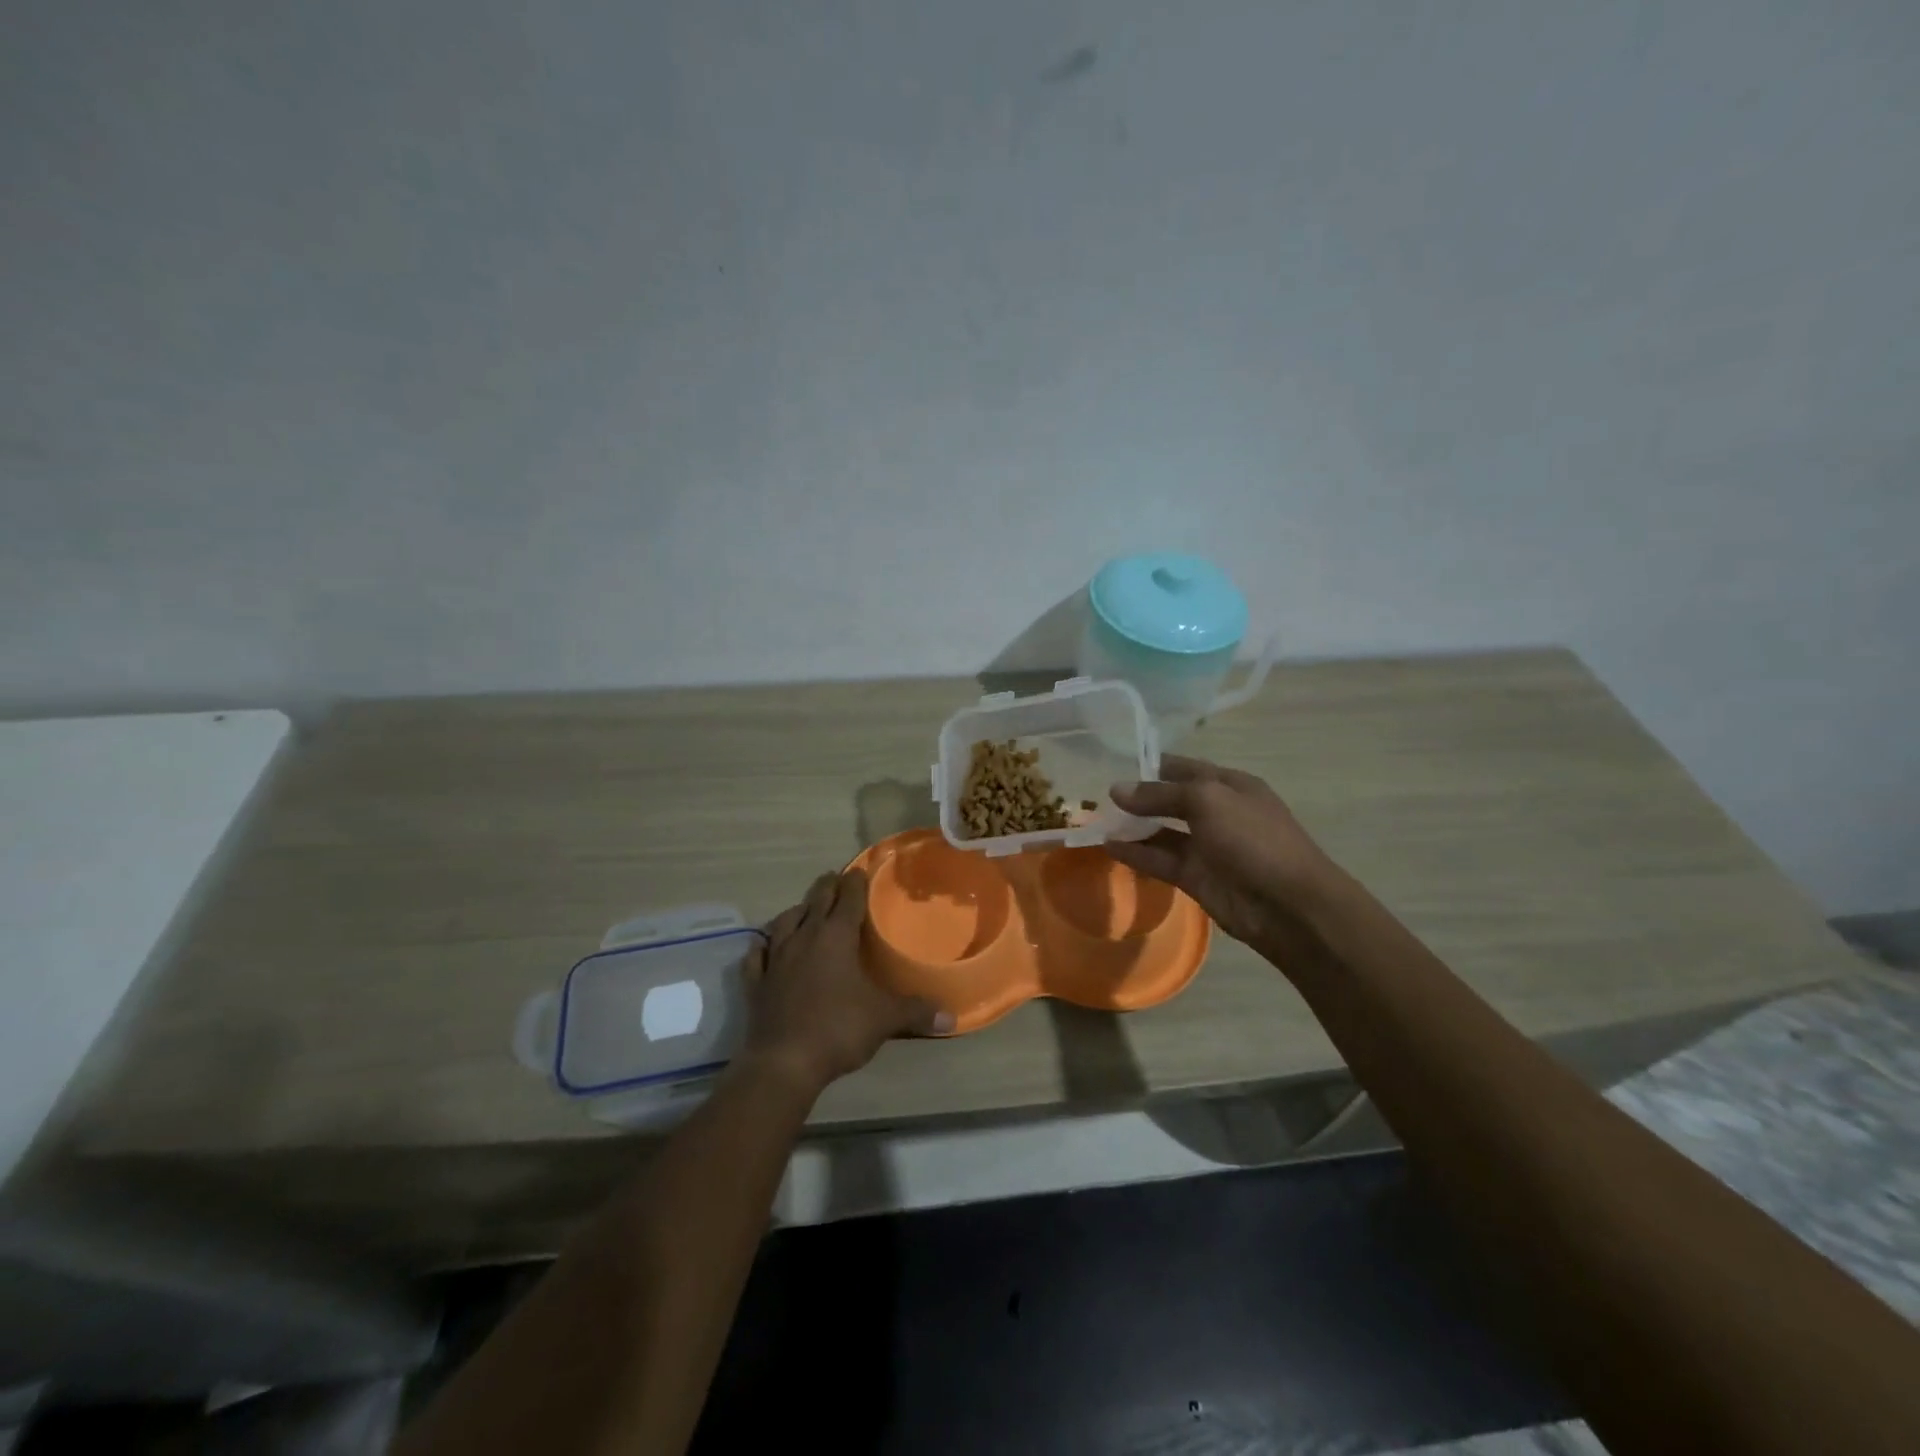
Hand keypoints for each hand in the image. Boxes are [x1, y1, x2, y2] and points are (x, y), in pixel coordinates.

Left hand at [740, 869, 951, 1095]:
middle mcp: (804, 937)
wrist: (784, 1062)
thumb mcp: (885, 1019)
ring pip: (785, 921)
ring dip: (798, 910)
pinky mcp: (756, 982)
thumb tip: (951, 1017)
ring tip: (805, 908)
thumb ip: (916, 1012)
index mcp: (836, 936)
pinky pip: (758, 955)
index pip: (848, 897)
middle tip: (836, 878)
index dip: (856, 882)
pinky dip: (763, 945)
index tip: (861, 870)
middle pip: (816, 900)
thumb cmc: (838, 1029)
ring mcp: (776, 958)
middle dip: (828, 886)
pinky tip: (763, 945)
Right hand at [1107, 755, 1336, 955]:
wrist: (1289, 905)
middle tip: (1096, 795)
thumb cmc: (1253, 838)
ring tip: (1095, 821)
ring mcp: (1207, 847)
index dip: (1150, 765)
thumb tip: (1116, 789)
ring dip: (1132, 826)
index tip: (1112, 763)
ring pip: (1162, 832)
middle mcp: (1217, 812)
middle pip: (1170, 799)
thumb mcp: (1207, 801)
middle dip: (1137, 797)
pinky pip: (1160, 861)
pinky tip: (1108, 847)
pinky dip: (1136, 854)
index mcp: (1229, 785)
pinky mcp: (1196, 878)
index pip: (1183, 768)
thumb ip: (1160, 794)